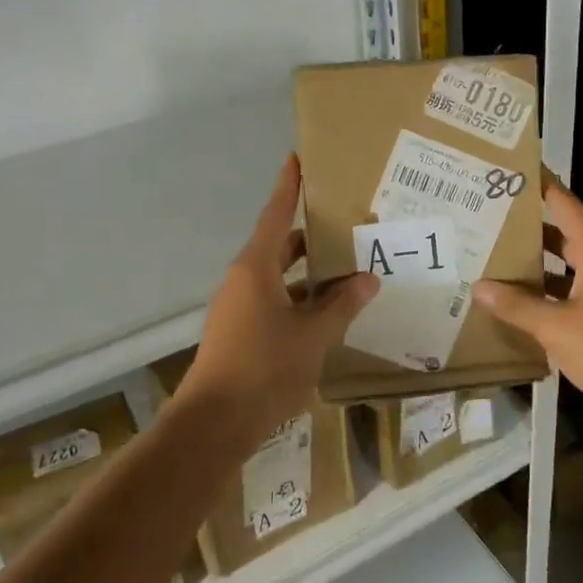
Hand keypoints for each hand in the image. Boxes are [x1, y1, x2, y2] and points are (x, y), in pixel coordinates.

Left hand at [174, 155, 377, 441]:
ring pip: (279, 277)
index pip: (276, 214)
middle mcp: (243, 280)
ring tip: (348, 269)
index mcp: (256, 268)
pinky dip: (299, 300)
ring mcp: (238, 307)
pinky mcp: (239, 332)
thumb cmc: (264, 369)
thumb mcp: (313, 336)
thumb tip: (368, 280)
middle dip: (311, 236)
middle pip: (279, 245)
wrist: (214, 423)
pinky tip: (328, 312)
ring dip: (308, 274)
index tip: (298, 158)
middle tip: (347, 224)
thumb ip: (341, 306)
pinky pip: (274, 301)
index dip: (289, 186)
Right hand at [474, 175, 582, 435]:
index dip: (539, 185)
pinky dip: (551, 292)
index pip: (564, 203)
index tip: (511, 171)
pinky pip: (576, 291)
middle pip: (564, 232)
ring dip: (539, 264)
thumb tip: (480, 287)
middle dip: (529, 227)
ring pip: (569, 265)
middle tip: (489, 220)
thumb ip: (517, 305)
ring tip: (497, 260)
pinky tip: (524, 305)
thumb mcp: (556, 326)